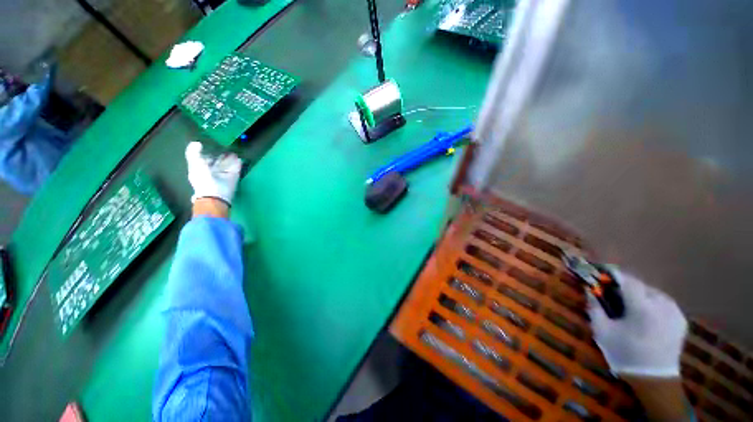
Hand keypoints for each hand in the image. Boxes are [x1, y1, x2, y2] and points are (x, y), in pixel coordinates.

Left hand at [185, 141, 241, 204]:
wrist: (215, 195)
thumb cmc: (203, 179)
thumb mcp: (194, 164)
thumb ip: (193, 153)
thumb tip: (196, 143)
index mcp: (201, 169)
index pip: (204, 159)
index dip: (207, 152)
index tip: (212, 145)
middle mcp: (212, 172)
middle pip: (217, 162)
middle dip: (221, 155)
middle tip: (225, 147)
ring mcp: (224, 175)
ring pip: (227, 165)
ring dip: (231, 159)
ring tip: (234, 152)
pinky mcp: (233, 178)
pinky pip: (236, 169)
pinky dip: (237, 164)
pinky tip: (239, 158)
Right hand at [587, 269, 687, 376]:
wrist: (654, 379)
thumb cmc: (625, 353)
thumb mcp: (602, 331)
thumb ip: (595, 307)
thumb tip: (589, 289)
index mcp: (642, 307)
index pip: (627, 280)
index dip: (613, 274)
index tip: (602, 273)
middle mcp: (662, 305)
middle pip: (640, 285)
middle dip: (626, 287)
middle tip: (614, 294)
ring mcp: (675, 312)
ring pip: (653, 293)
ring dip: (640, 295)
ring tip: (630, 306)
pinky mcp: (681, 319)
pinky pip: (664, 303)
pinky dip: (652, 304)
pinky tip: (646, 315)